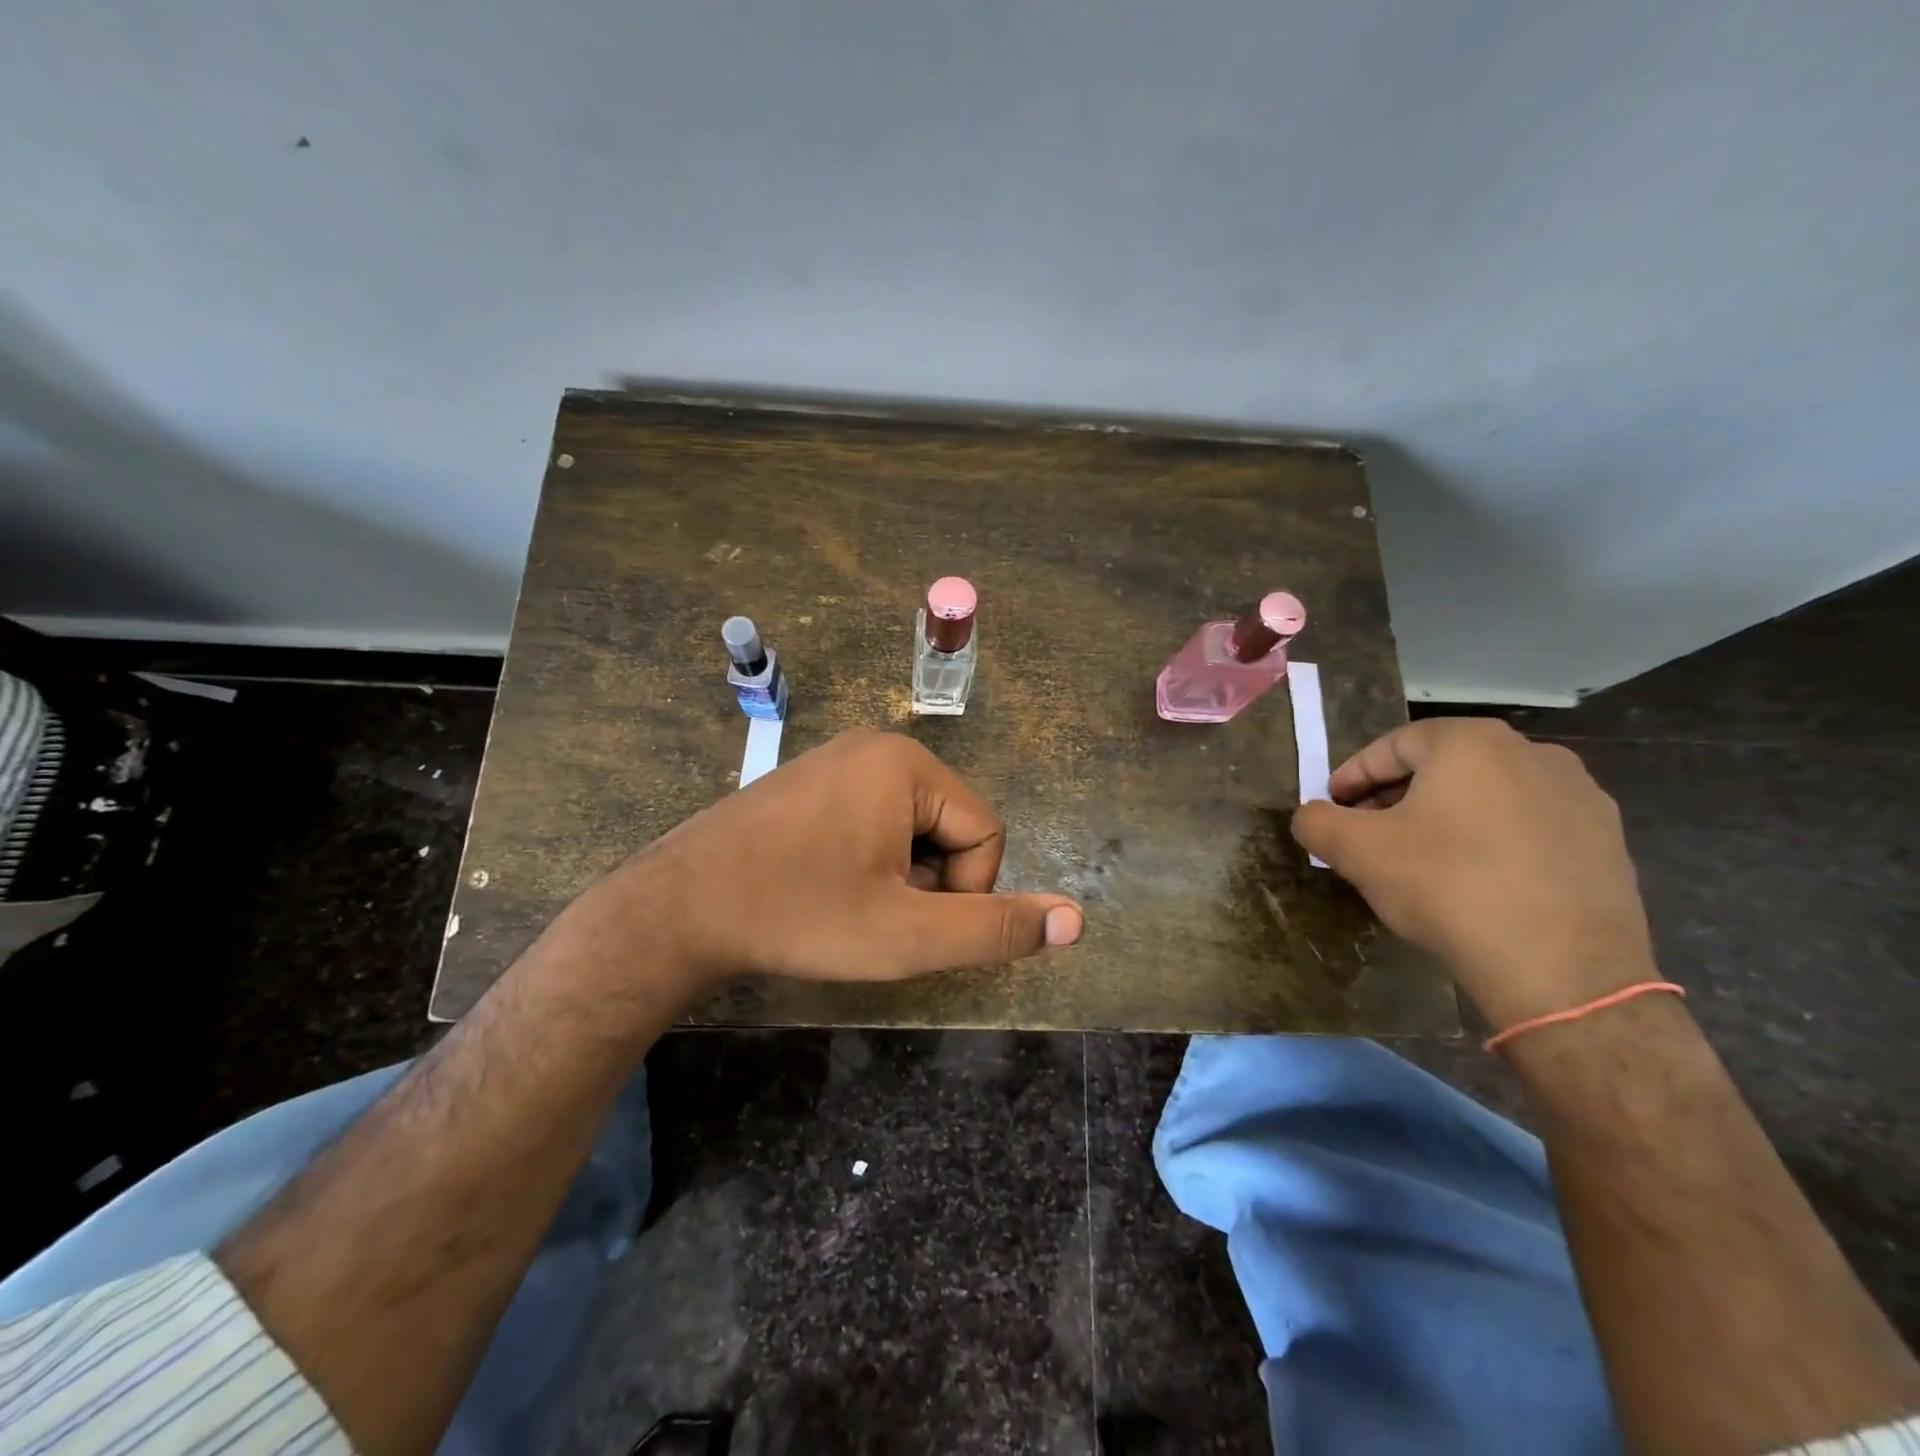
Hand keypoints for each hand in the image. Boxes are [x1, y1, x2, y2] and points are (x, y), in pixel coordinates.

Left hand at [604, 729, 1082, 987]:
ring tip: (847, 904)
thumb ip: (996, 928)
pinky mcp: (812, 781)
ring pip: (912, 829)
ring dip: (900, 878)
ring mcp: (839, 759)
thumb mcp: (907, 936)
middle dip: (929, 884)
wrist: (678, 909)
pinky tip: (825, 887)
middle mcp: (878, 746)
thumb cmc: (800, 915)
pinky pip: (873, 820)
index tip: (909, 924)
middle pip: (950, 827)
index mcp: (908, 764)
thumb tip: (1077, 919)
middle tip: (874, 917)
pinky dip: (868, 862)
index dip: (965, 893)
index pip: (987, 834)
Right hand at [1290, 718, 1656, 1029]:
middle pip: (1441, 767)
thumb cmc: (1448, 888)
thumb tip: (1310, 816)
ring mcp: (1580, 796)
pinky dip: (1491, 842)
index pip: (1391, 746)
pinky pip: (1527, 827)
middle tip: (1368, 835)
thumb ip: (1317, 821)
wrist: (1563, 971)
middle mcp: (1532, 753)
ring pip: (1486, 796)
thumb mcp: (1357, 852)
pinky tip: (1475, 881)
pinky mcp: (1608, 841)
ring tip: (1420, 860)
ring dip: (1444, 818)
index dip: (1352, 777)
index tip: (1332, 808)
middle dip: (1396, 797)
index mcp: (1471, 742)